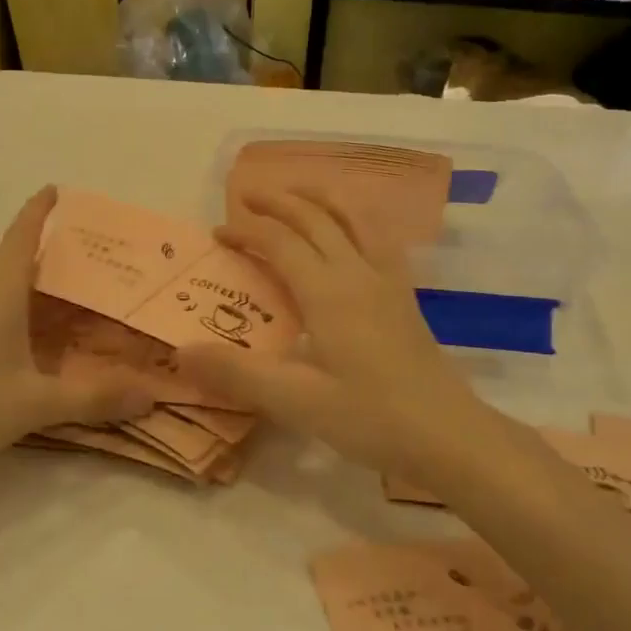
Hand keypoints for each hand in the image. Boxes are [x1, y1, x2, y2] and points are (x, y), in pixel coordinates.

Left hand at [0, 187, 155, 469]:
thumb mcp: (37, 403)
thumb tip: (149, 396)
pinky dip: (13, 324)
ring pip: (0, 299)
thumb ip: (94, 398)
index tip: (53, 189)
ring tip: (69, 315)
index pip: (20, 238)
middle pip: (16, 270)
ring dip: (32, 301)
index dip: (38, 211)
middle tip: (92, 274)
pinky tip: (28, 353)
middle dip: (52, 268)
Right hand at [176, 190, 500, 484]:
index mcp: (328, 291)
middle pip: (315, 218)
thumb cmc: (371, 418)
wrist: (449, 436)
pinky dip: (352, 220)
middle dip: (278, 202)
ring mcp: (387, 281)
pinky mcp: (404, 296)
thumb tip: (181, 350)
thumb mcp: (296, 402)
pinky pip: (376, 238)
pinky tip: (349, 235)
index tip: (218, 231)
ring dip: (319, 199)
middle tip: (246, 198)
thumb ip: (237, 373)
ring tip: (296, 195)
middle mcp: (357, 273)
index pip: (280, 241)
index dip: (247, 230)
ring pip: (352, 219)